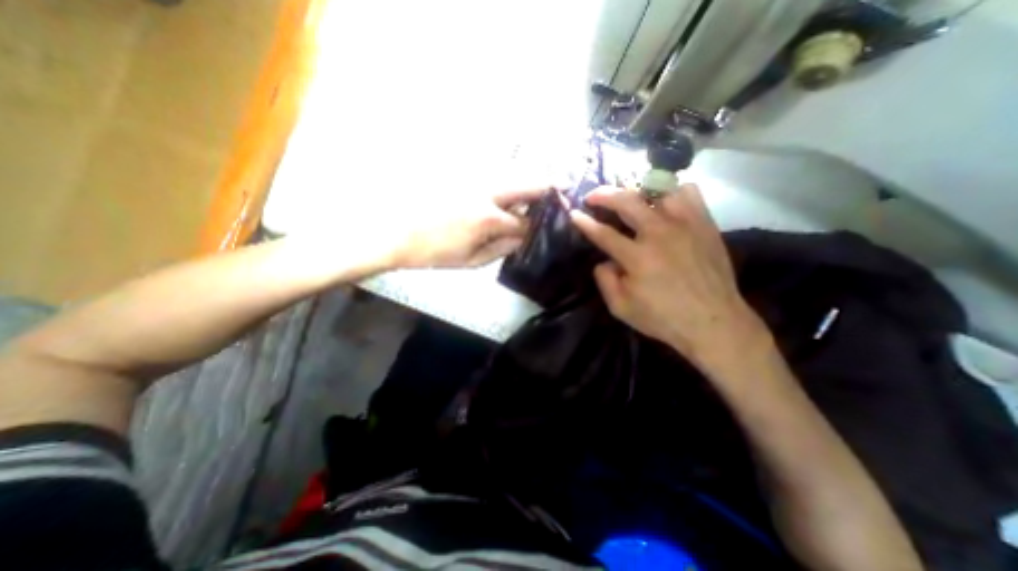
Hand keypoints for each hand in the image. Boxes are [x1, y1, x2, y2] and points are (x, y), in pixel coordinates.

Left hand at [391, 184, 548, 269]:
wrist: (394, 232)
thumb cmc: (433, 252)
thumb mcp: (471, 260)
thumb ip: (501, 249)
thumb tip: (522, 239)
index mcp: (488, 219)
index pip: (525, 222)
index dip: (538, 226)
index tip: (550, 225)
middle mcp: (486, 192)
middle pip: (526, 183)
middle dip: (548, 186)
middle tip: (563, 188)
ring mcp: (472, 179)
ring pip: (511, 173)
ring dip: (529, 179)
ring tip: (541, 187)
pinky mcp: (461, 173)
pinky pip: (493, 172)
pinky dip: (508, 179)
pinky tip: (510, 187)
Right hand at [570, 183, 766, 370]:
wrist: (714, 321)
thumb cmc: (663, 318)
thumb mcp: (621, 308)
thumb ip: (605, 281)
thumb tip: (604, 260)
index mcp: (637, 257)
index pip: (603, 233)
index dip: (585, 222)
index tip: (574, 213)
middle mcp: (659, 233)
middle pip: (626, 201)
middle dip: (604, 195)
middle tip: (593, 196)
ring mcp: (685, 225)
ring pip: (658, 191)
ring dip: (638, 192)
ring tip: (631, 199)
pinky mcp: (705, 224)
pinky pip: (689, 193)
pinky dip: (673, 193)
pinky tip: (665, 204)